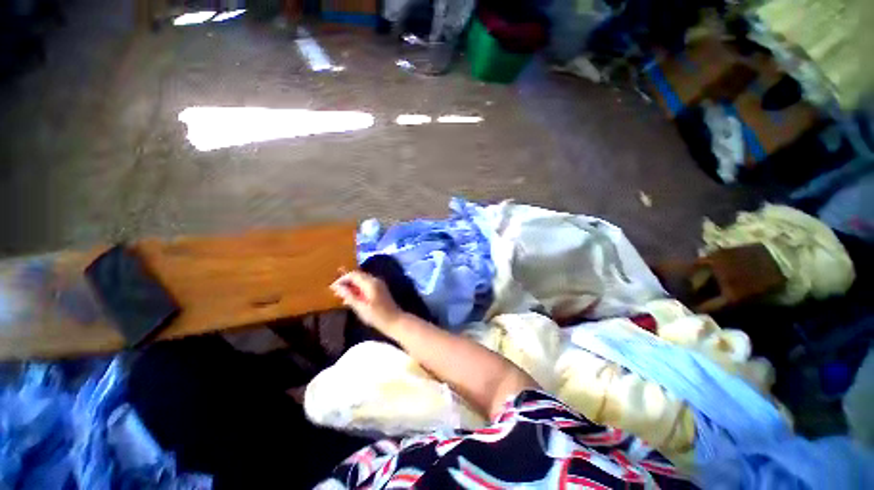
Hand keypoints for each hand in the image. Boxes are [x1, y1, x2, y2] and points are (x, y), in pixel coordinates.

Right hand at [331, 271, 403, 331]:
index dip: (342, 279)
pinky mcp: (380, 289)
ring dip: (351, 286)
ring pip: (361, 280)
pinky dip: (358, 289)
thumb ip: (349, 296)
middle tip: (335, 292)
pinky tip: (352, 299)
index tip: (332, 288)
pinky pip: (366, 284)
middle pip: (358, 275)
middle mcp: (375, 280)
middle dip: (346, 282)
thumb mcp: (361, 308)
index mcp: (371, 283)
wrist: (395, 321)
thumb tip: (336, 287)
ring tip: (341, 296)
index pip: (353, 274)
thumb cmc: (377, 316)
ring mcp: (379, 284)